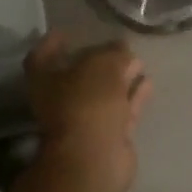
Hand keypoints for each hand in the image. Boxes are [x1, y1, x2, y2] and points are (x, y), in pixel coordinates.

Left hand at [24, 33, 151, 191]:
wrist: (95, 158)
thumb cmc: (87, 104)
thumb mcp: (102, 66)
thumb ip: (114, 53)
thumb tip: (123, 50)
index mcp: (45, 80)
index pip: (43, 55)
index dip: (53, 43)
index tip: (68, 32)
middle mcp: (61, 100)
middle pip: (79, 75)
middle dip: (99, 61)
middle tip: (119, 46)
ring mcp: (85, 120)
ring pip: (104, 93)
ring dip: (120, 78)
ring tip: (139, 62)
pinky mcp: (108, 135)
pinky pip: (122, 109)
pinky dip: (133, 96)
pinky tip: (147, 83)